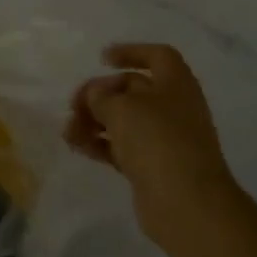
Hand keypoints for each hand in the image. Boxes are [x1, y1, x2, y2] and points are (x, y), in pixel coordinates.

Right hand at [65, 43, 234, 238]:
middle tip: (75, 104)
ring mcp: (166, 140)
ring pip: (125, 121)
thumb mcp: (121, 108)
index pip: (158, 56)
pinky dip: (101, 144)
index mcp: (176, 85)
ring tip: (68, 131)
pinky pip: (123, 147)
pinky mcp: (155, 167)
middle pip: (134, 89)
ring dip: (95, 121)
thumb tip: (96, 95)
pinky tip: (78, 147)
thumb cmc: (157, 141)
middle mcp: (174, 108)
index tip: (102, 59)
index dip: (131, 52)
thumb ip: (101, 96)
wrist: (187, 204)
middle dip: (101, 93)